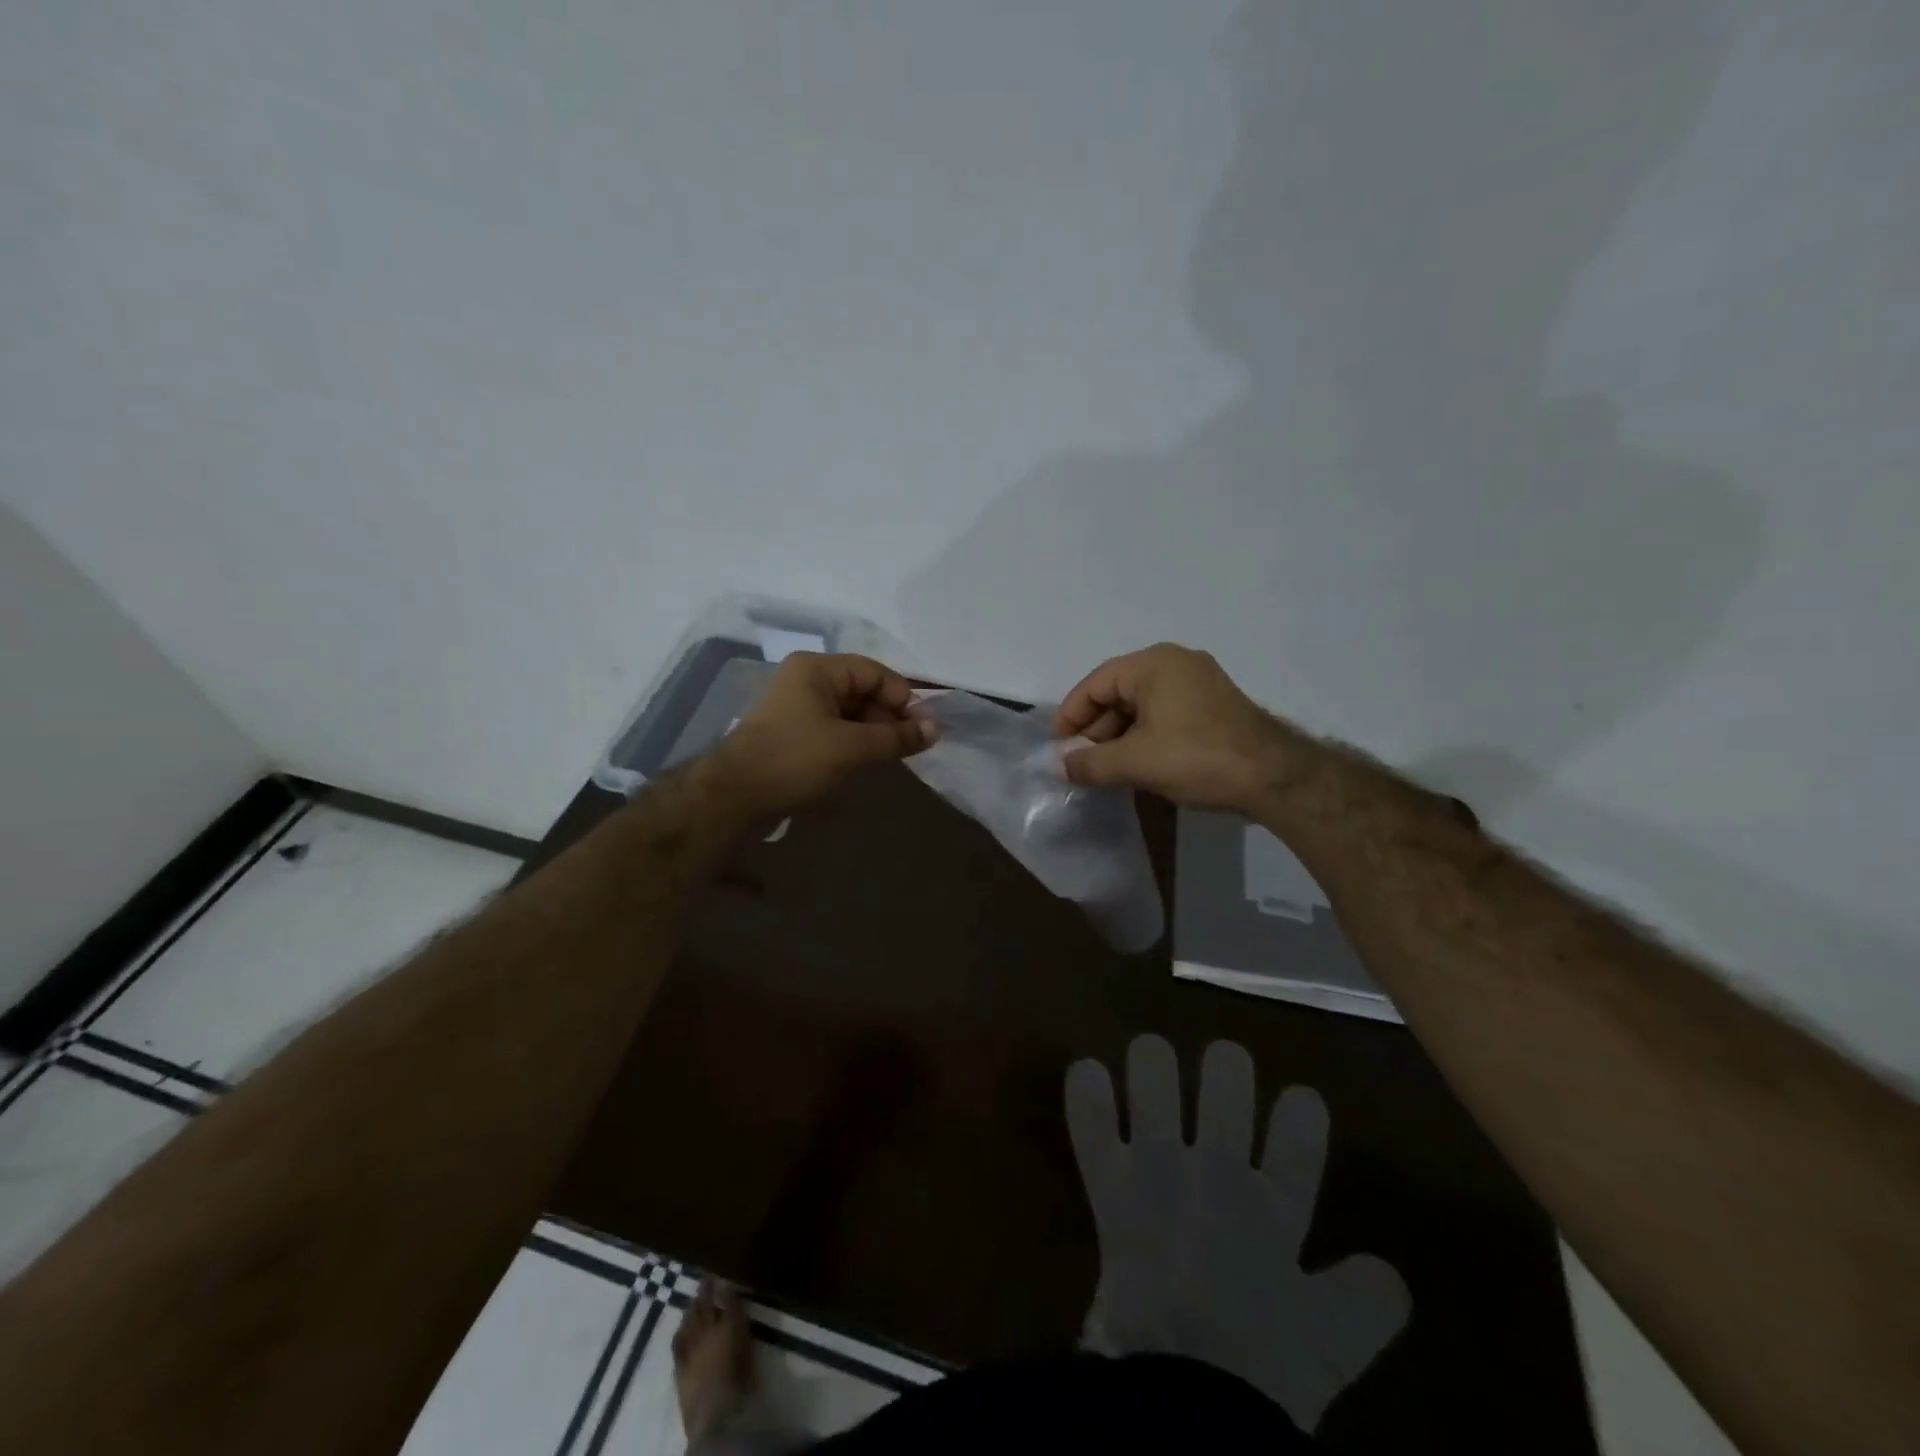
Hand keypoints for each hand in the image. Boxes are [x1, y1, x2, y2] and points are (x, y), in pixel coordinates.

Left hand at [705, 652, 934, 819]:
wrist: (734, 797)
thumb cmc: (796, 760)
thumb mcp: (853, 748)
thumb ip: (896, 737)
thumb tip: (935, 730)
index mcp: (818, 669)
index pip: (876, 673)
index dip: (904, 698)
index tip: (925, 729)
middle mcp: (806, 680)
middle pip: (863, 691)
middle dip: (889, 717)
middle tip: (911, 747)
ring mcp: (797, 707)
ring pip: (850, 713)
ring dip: (874, 733)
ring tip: (892, 758)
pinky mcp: (792, 734)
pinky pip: (834, 730)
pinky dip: (854, 743)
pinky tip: (866, 763)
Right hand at [1053, 644, 1314, 811]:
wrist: (1274, 777)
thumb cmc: (1196, 758)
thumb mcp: (1135, 762)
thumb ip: (1090, 763)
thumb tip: (1059, 765)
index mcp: (1153, 665)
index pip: (1096, 684)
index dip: (1071, 715)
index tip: (1058, 746)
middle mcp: (1175, 664)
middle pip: (1118, 692)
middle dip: (1095, 729)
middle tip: (1080, 762)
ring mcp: (1199, 683)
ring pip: (1141, 706)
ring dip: (1118, 736)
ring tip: (1105, 769)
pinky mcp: (1213, 705)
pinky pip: (1164, 713)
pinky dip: (1144, 735)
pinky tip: (1137, 763)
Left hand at [1067, 1036, 1410, 1431]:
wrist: (1186, 1391)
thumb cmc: (1262, 1367)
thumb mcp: (1334, 1341)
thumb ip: (1366, 1301)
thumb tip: (1390, 1276)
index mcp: (1274, 1206)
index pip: (1298, 1136)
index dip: (1301, 1111)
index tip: (1300, 1099)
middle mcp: (1217, 1169)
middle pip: (1226, 1083)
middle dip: (1226, 1066)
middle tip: (1221, 1064)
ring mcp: (1158, 1168)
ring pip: (1154, 1081)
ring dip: (1153, 1062)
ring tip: (1152, 1055)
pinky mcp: (1110, 1182)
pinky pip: (1091, 1122)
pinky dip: (1086, 1092)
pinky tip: (1086, 1071)